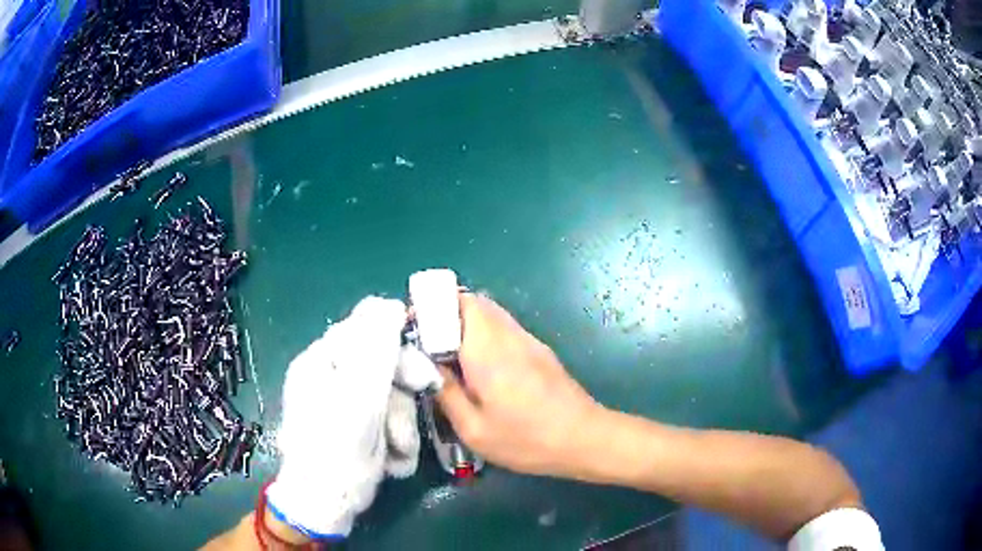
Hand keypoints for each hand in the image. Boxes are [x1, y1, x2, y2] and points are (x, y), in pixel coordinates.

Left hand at [265, 297, 440, 538]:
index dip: (398, 347)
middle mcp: (332, 376)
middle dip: (402, 396)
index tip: (421, 373)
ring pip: (391, 397)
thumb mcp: (357, 396)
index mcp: (323, 359)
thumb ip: (376, 349)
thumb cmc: (336, 449)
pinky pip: (388, 420)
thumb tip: (391, 304)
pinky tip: (391, 460)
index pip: (366, 329)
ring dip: (401, 426)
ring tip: (396, 451)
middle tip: (414, 418)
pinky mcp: (359, 427)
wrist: (327, 501)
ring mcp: (345, 403)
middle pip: (383, 366)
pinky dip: (396, 440)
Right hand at [436, 293, 602, 477]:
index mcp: (487, 350)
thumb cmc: (526, 439)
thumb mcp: (474, 429)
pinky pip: (504, 327)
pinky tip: (478, 365)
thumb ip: (446, 393)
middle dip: (445, 313)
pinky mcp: (539, 350)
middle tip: (427, 343)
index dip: (432, 307)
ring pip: (490, 313)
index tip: (413, 328)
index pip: (459, 303)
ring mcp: (527, 340)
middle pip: (474, 302)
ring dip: (464, 323)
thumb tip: (427, 368)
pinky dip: (484, 333)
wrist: (584, 438)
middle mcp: (508, 335)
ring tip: (448, 354)